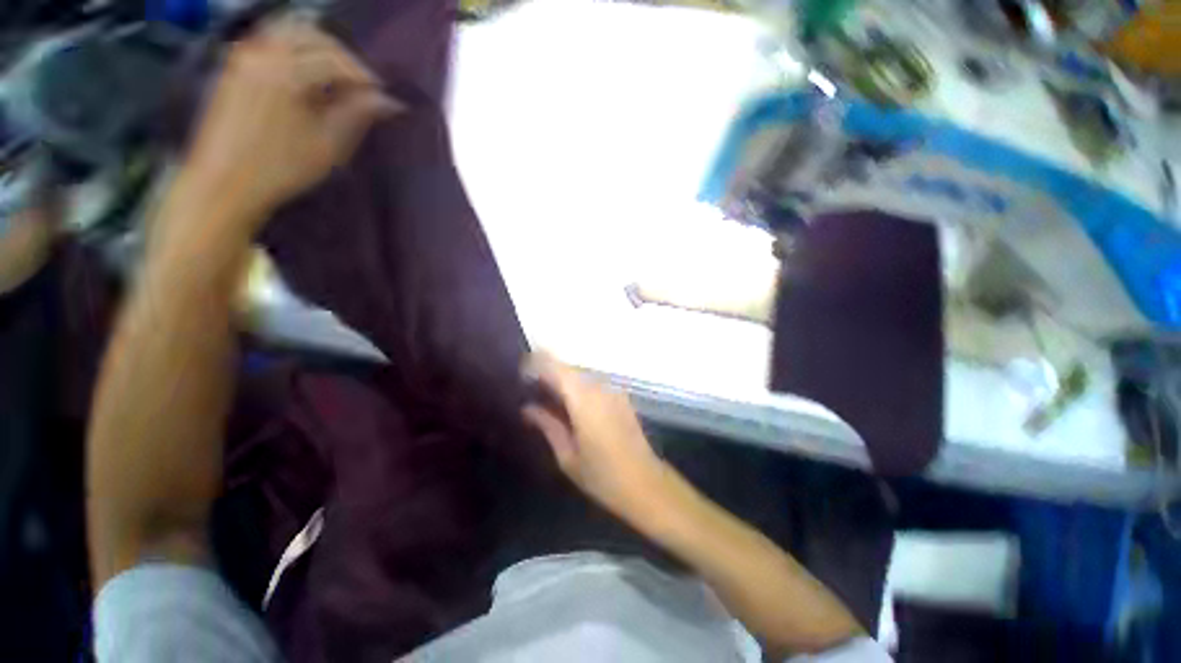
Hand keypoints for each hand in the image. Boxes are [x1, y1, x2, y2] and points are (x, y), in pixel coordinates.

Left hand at [183, 18, 398, 224]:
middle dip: (342, 58)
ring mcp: (245, 56)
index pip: (336, 59)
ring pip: (289, 33)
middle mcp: (264, 52)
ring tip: (334, 80)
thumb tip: (390, 101)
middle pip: (313, 35)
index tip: (381, 97)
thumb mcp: (328, 144)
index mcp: (288, 71)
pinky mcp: (235, 66)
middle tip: (360, 87)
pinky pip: (270, 42)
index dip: (364, 76)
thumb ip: (358, 114)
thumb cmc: (281, 167)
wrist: (225, 181)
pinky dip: (294, 51)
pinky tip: (305, 78)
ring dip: (318, 50)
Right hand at [522, 353, 669, 522]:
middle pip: (569, 368)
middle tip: (528, 384)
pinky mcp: (621, 397)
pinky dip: (577, 386)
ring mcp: (613, 391)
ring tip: (544, 392)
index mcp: (584, 400)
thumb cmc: (602, 475)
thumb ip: (547, 425)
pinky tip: (568, 402)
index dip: (537, 363)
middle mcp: (600, 388)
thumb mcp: (567, 455)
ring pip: (581, 374)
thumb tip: (527, 407)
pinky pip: (593, 383)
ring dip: (562, 378)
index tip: (520, 370)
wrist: (645, 483)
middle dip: (548, 370)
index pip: (556, 368)